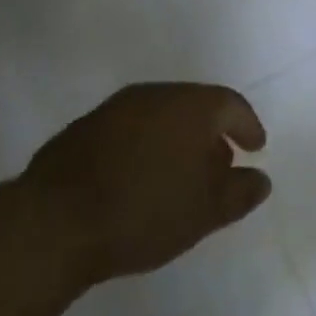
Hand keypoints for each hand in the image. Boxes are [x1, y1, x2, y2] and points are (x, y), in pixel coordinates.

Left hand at [20, 83, 271, 285]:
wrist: (54, 220)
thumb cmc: (143, 211)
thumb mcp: (203, 212)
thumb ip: (238, 193)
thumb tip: (261, 179)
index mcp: (191, 105)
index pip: (231, 104)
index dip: (247, 125)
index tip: (256, 147)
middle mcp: (157, 94)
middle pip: (195, 106)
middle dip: (211, 134)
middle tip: (219, 166)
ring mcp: (116, 107)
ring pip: (160, 115)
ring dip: (176, 139)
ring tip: (178, 176)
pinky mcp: (85, 127)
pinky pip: (130, 130)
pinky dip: (144, 146)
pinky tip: (137, 178)